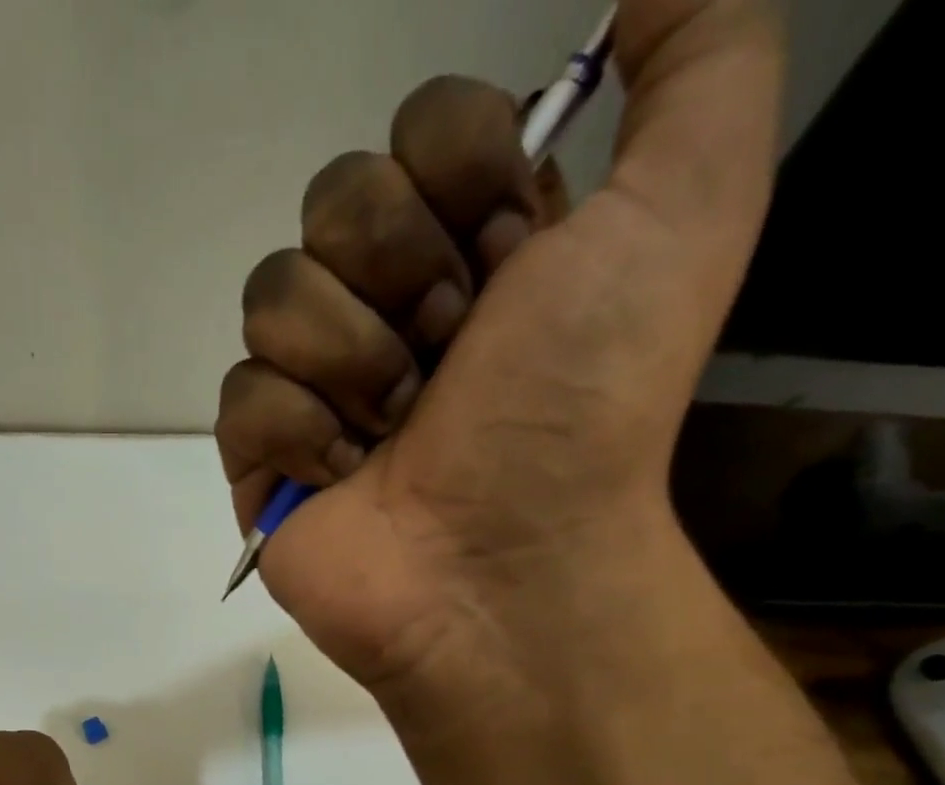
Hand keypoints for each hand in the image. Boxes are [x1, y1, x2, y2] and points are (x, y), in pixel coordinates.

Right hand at [215, 0, 781, 692]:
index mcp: (475, 240)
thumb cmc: (582, 405)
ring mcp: (317, 383)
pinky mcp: (261, 457)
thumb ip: (703, 60)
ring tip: (398, 430)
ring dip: (353, 360)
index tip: (509, 258)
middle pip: (333, 199)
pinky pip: (241, 395)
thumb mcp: (688, 210)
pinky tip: (344, 476)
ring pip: (273, 293)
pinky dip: (297, 433)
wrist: (502, 565)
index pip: (418, 127)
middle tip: (450, 361)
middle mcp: (389, 301)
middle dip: (401, 275)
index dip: (461, 176)